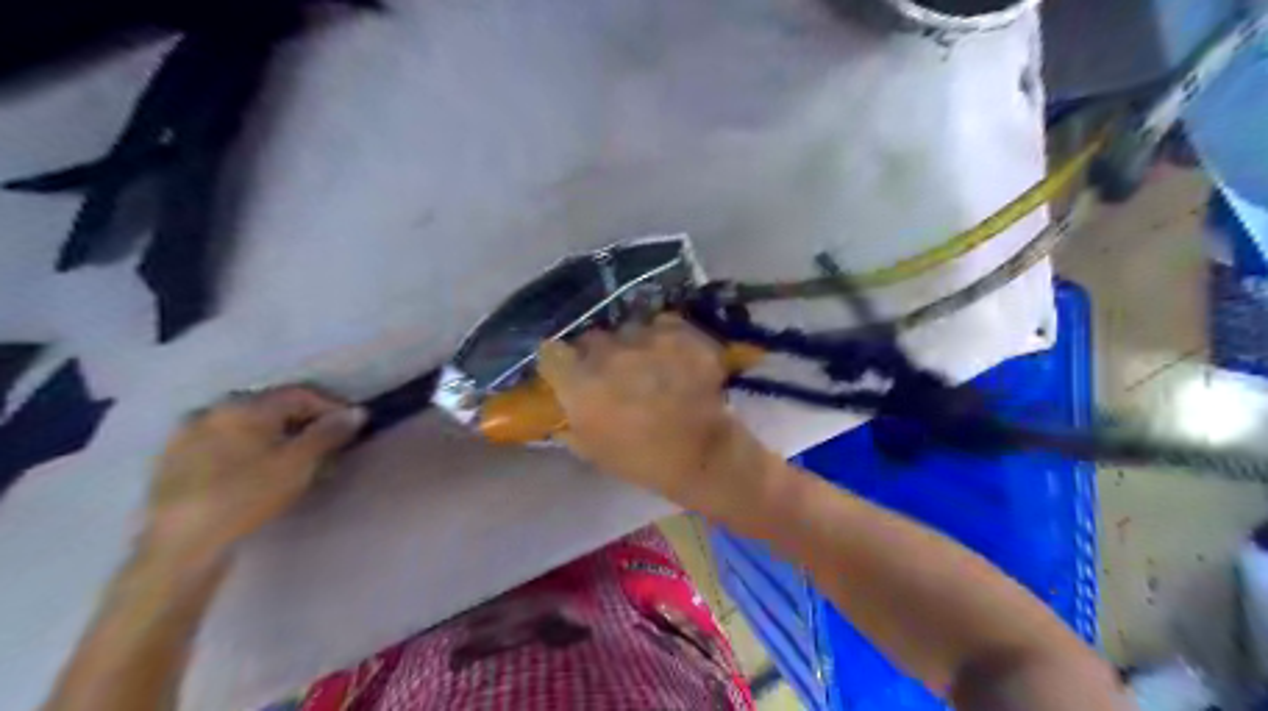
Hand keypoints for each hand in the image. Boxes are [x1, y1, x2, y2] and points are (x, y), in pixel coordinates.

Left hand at [143, 382, 362, 565]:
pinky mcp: (173, 462)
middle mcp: (214, 410)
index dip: (331, 406)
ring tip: (294, 461)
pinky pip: (223, 444)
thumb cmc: (247, 496)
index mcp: (245, 406)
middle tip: (326, 445)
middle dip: (303, 422)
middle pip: (271, 408)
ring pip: (246, 427)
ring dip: (276, 437)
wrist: (181, 545)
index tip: (352, 426)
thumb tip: (357, 412)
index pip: (299, 394)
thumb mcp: (299, 464)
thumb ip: (329, 433)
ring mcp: (187, 435)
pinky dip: (248, 450)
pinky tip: (257, 472)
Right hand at [533, 313, 771, 511]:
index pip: (551, 352)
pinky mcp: (681, 334)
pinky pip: (664, 325)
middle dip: (598, 353)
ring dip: (634, 344)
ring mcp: (648, 340)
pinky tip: (675, 356)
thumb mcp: (591, 449)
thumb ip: (569, 421)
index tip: (567, 369)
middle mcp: (609, 354)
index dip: (560, 361)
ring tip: (650, 364)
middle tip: (613, 372)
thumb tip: (561, 406)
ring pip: (630, 329)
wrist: (702, 455)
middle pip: (592, 338)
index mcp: (580, 384)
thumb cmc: (642, 460)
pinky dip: (666, 337)